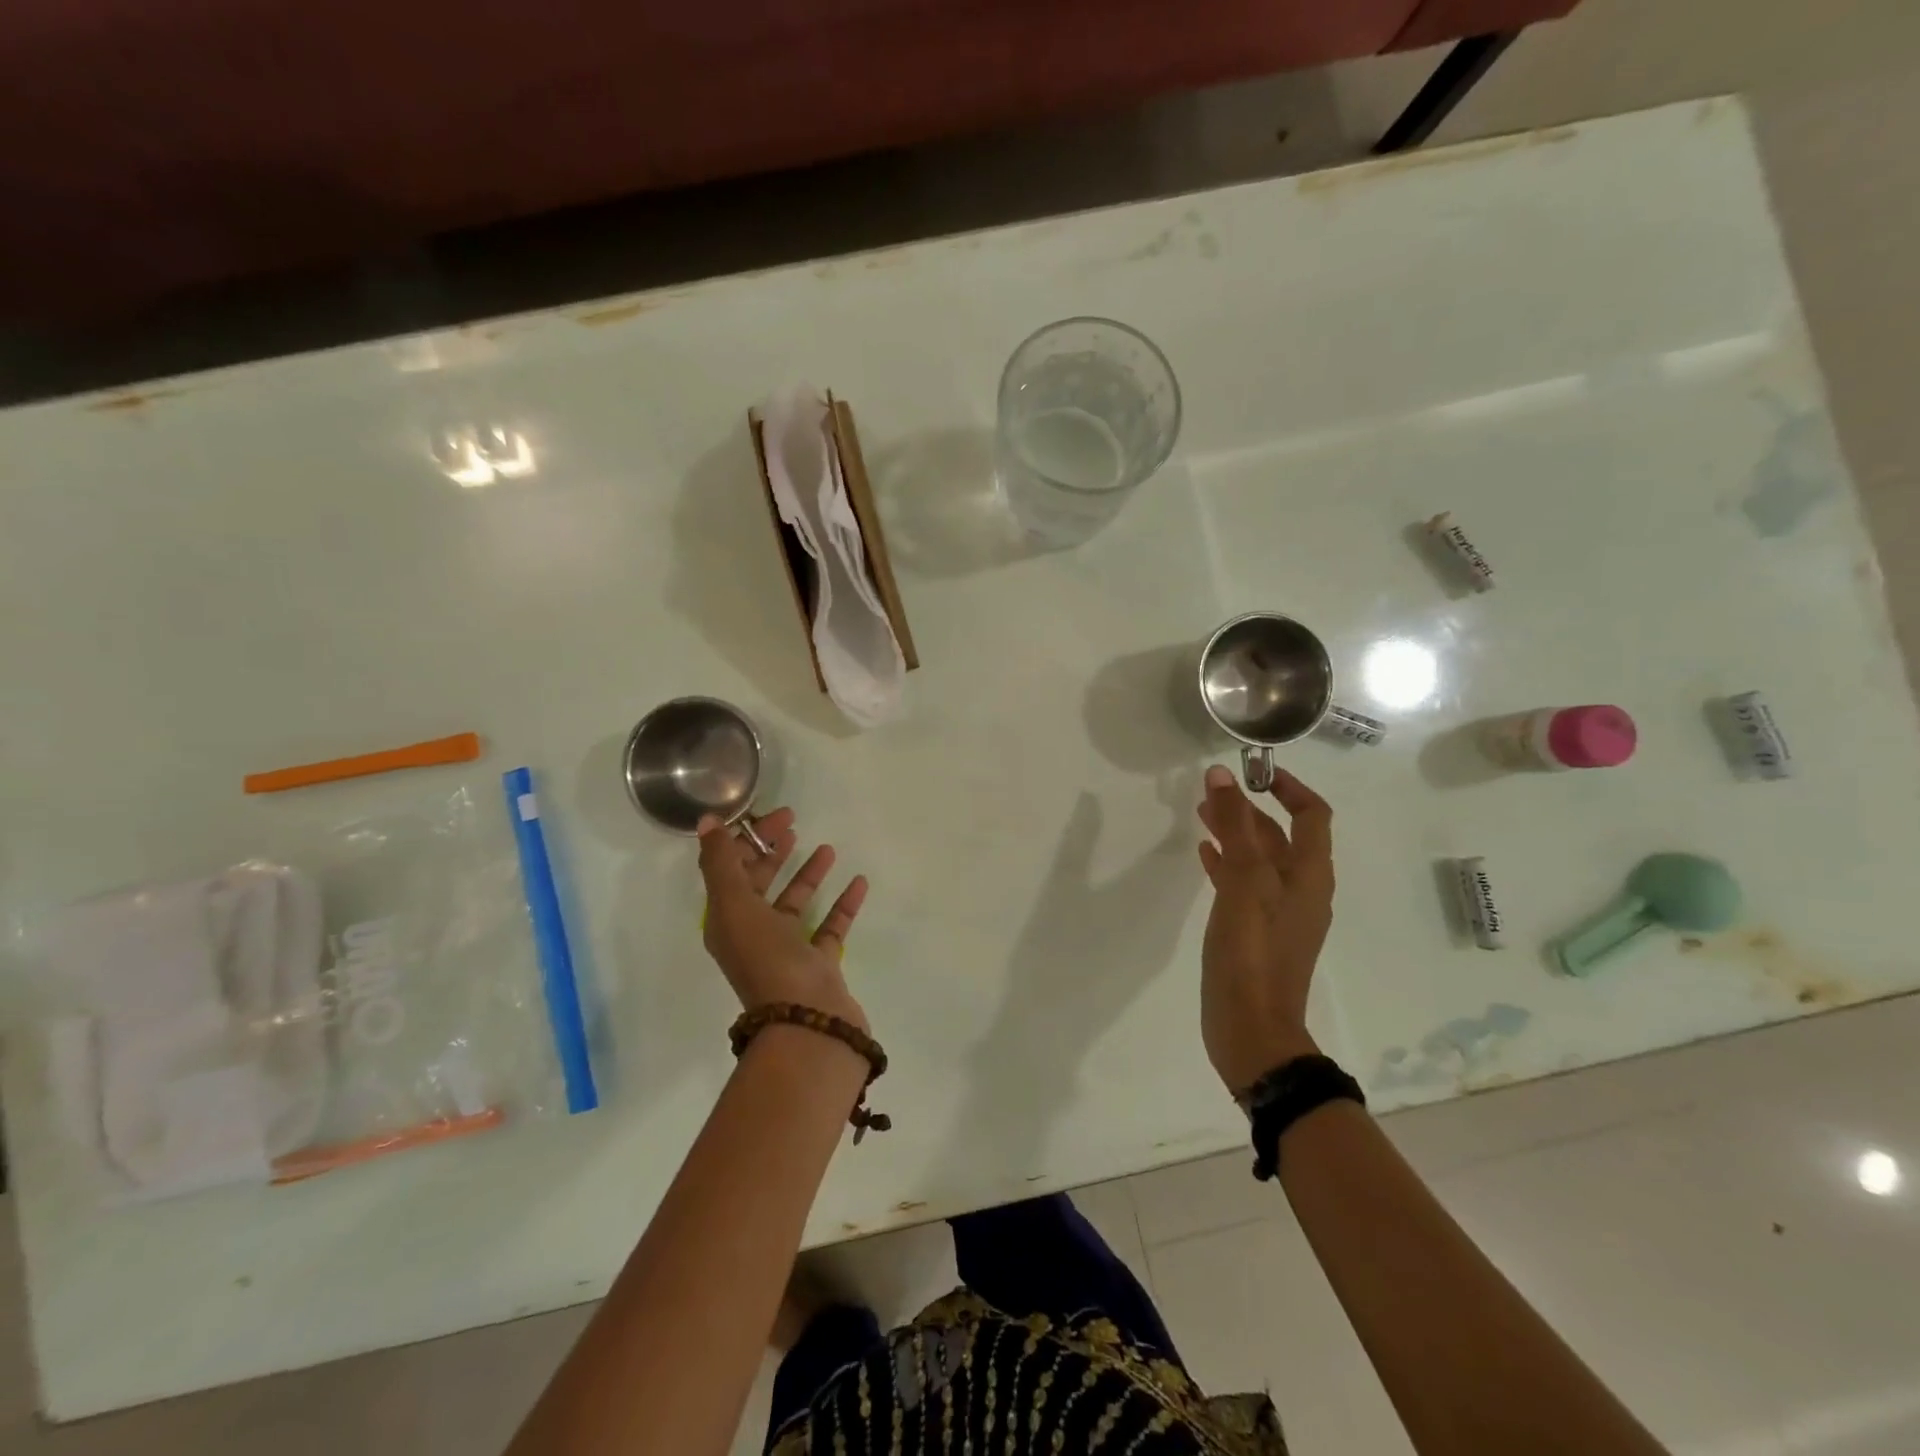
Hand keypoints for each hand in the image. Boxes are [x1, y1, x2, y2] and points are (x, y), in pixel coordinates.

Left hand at [697, 808, 870, 1030]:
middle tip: (794, 822)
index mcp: (727, 921)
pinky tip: (858, 881)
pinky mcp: (820, 963)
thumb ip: (721, 863)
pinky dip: (842, 903)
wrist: (807, 1023)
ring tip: (828, 848)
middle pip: (761, 884)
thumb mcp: (735, 907)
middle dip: (773, 851)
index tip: (771, 815)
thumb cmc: (767, 960)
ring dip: (808, 874)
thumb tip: (707, 821)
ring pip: (796, 903)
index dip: (746, 839)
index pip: (731, 870)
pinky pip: (830, 925)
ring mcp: (788, 951)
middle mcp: (753, 934)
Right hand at [1196, 763, 1334, 1095]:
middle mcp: (1301, 891)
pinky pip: (1245, 885)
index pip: (1312, 816)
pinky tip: (1204, 857)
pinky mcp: (1257, 933)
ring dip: (1236, 834)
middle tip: (1213, 791)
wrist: (1252, 1030)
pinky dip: (1227, 864)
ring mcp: (1279, 914)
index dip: (1289, 787)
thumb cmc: (1251, 954)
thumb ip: (1234, 827)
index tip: (1255, 771)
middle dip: (1250, 809)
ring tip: (1201, 816)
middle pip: (1281, 836)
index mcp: (1308, 876)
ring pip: (1260, 860)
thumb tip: (1222, 775)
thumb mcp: (1243, 884)